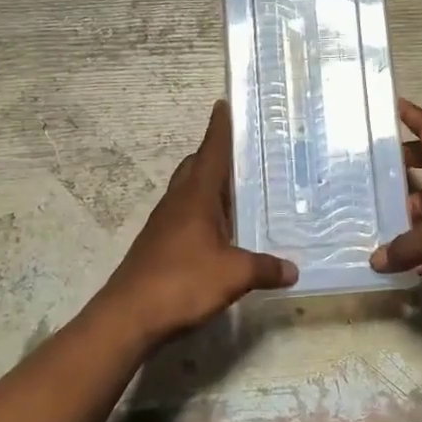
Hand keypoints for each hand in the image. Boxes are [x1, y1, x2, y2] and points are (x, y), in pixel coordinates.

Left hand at [95, 101, 297, 343]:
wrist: (128, 316)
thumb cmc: (182, 283)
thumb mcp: (233, 275)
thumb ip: (264, 269)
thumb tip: (293, 270)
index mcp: (195, 197)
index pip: (211, 152)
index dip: (219, 128)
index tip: (223, 105)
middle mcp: (177, 203)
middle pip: (195, 167)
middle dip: (215, 155)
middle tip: (243, 153)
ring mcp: (164, 225)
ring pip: (188, 193)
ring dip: (209, 186)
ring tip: (238, 191)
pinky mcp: (158, 246)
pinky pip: (184, 217)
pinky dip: (203, 214)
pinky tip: (219, 233)